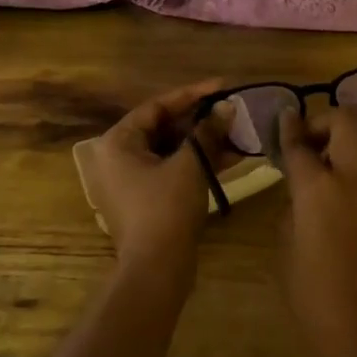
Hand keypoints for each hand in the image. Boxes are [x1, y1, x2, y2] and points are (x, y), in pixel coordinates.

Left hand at [89, 79, 232, 269]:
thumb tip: (227, 107)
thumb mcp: (190, 165)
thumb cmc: (166, 209)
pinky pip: (173, 170)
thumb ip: (208, 132)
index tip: (222, 86)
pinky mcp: (148, 199)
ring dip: (203, 142)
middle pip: (164, 128)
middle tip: (232, 110)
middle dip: (201, 120)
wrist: (157, 269)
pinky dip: (198, 163)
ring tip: (238, 132)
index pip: (157, 107)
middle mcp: (119, 157)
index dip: (192, 95)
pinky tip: (231, 156)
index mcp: (118, 142)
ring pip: (172, 150)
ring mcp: (132, 180)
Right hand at [276, 106, 356, 356]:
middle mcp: (355, 178)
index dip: (288, 126)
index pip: (299, 143)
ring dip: (354, 138)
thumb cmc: (317, 300)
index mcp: (317, 190)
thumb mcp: (286, 251)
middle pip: (347, 119)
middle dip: (325, 120)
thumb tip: (302, 193)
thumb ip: (293, 210)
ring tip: (340, 161)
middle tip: (314, 141)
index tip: (285, 116)